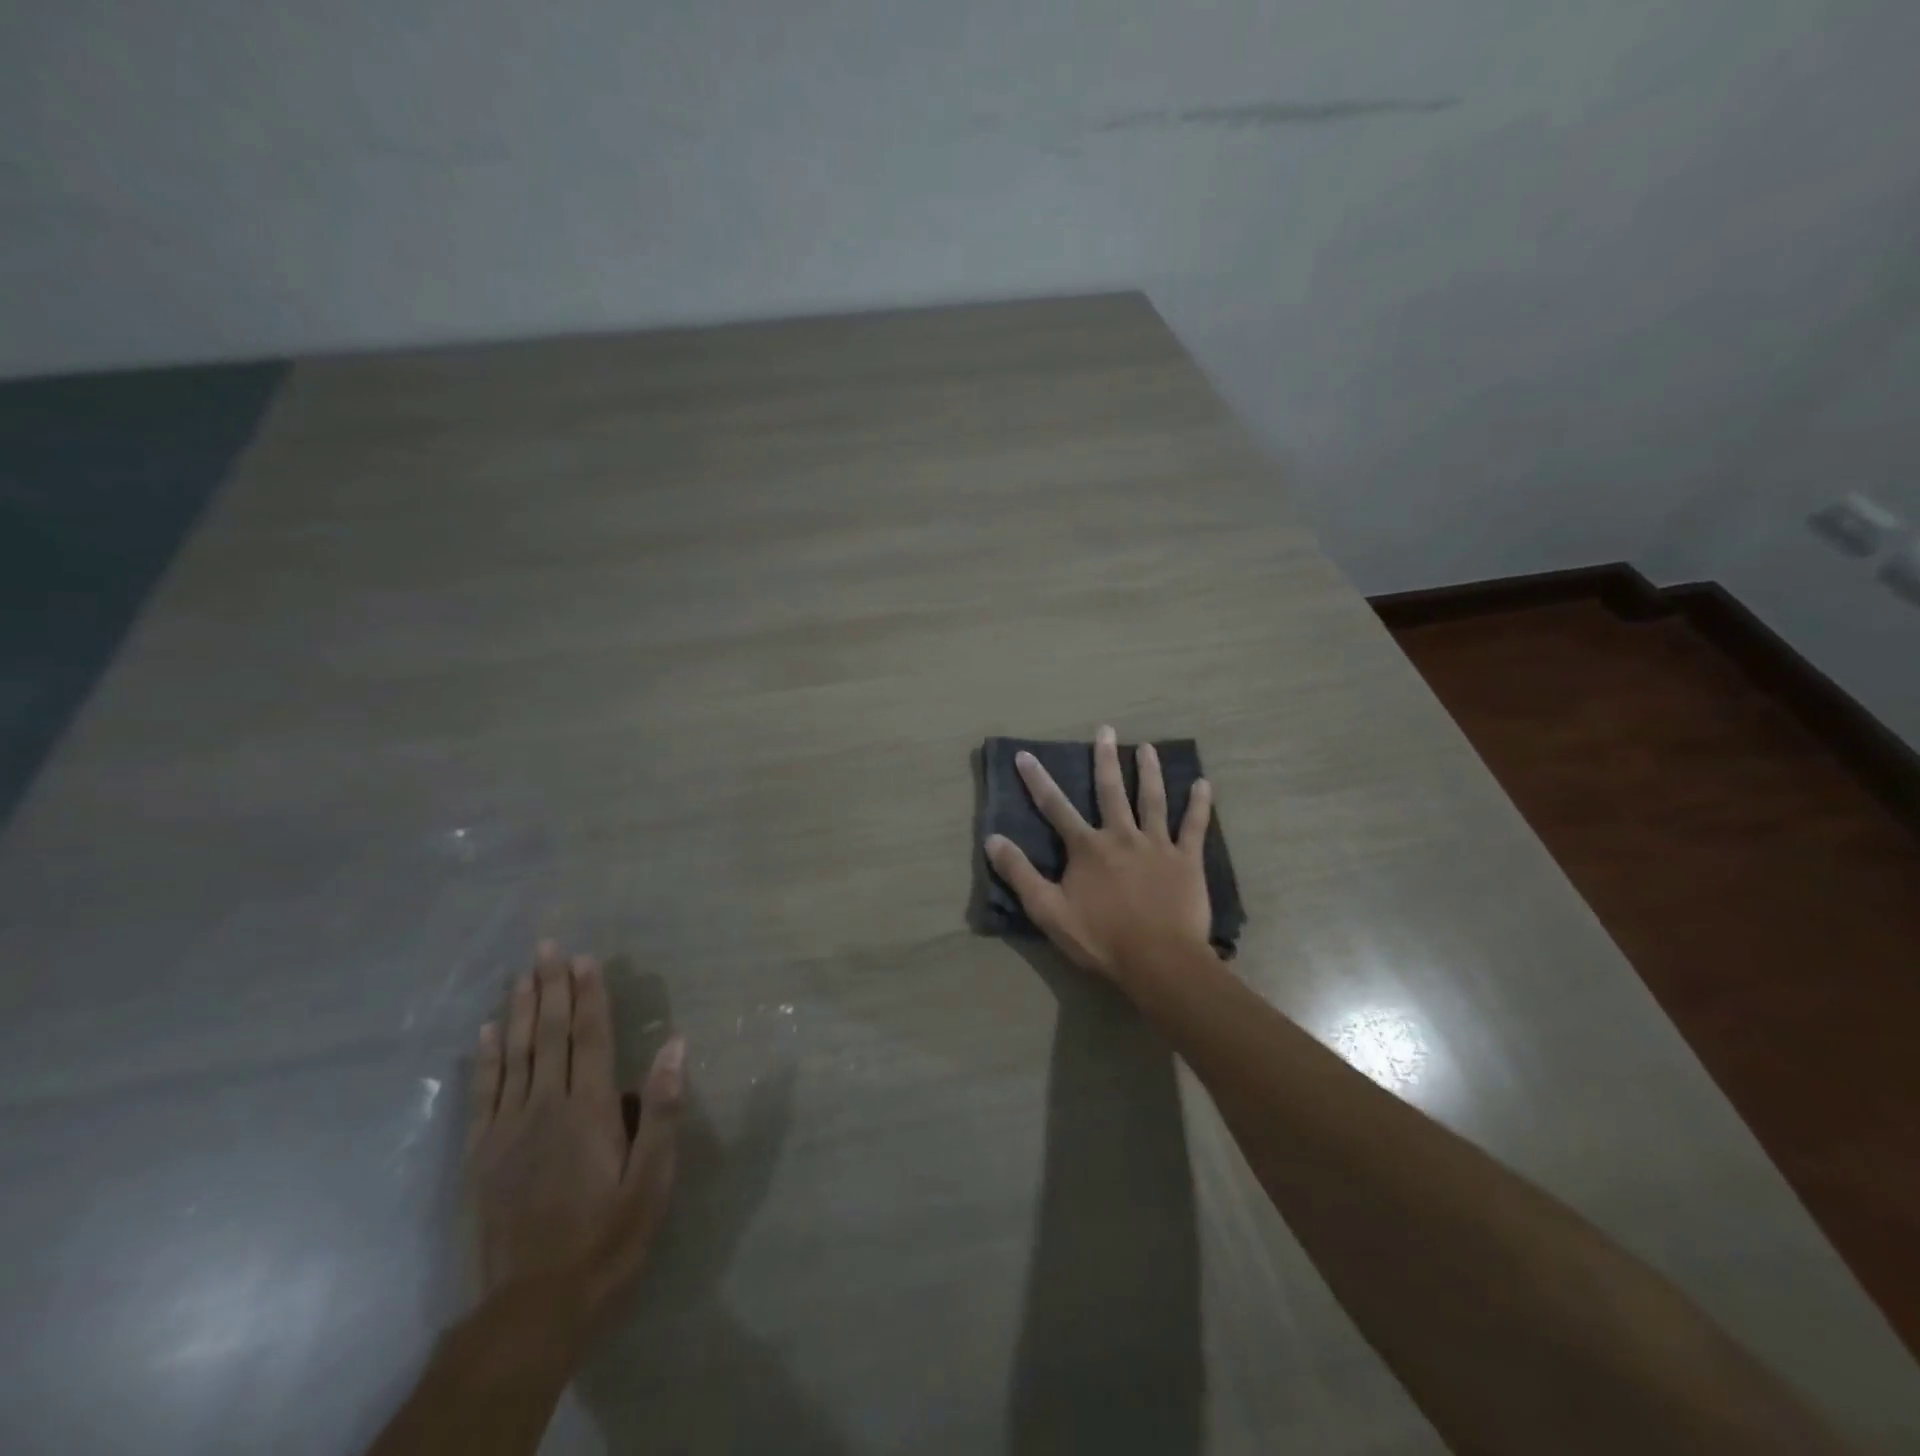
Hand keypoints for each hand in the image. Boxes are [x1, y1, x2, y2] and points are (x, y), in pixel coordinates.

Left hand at [467, 942, 685, 1321]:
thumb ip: (661, 1110)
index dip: (589, 995)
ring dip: (521, 1010)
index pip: (591, 1037)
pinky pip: (483, 1093)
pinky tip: (487, 1032)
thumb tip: (675, 1044)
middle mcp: (545, 1107)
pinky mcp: (479, 1155)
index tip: (584, 958)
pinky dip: (486, 1057)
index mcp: (589, 1110)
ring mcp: (506, 1130)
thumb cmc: (606, 1239)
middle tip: (547, 946)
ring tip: (522, 974)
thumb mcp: (652, 1180)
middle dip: (551, 988)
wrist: (530, 1309)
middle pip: (550, 1035)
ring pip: (515, 1055)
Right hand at [985, 725, 1214, 986]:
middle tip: (1106, 730)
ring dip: (1149, 772)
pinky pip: (1194, 826)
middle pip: (1111, 791)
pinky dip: (1199, 805)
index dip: (1038, 780)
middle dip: (1105, 759)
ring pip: (1152, 800)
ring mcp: (1157, 845)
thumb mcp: (1048, 911)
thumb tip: (992, 839)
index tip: (1026, 754)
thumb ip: (1020, 874)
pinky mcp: (1186, 860)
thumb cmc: (1100, 939)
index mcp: (1087, 848)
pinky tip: (1203, 784)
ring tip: (1148, 748)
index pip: (1056, 807)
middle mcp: (1121, 836)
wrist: (1159, 961)